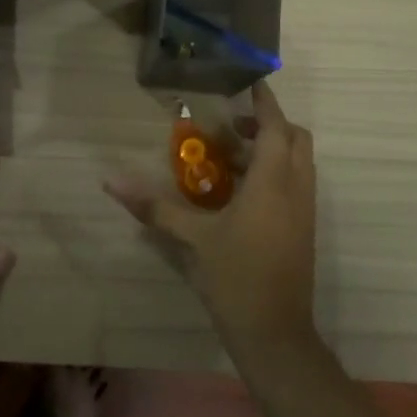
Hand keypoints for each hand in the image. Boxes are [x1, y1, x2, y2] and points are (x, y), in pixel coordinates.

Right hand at [103, 79, 317, 358]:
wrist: (275, 333)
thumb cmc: (235, 278)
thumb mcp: (191, 239)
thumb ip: (154, 207)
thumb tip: (111, 181)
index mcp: (273, 183)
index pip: (276, 127)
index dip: (265, 103)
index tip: (249, 83)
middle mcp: (296, 190)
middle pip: (295, 140)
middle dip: (270, 124)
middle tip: (233, 124)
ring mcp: (305, 211)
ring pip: (298, 163)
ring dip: (272, 149)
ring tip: (232, 155)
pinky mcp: (304, 229)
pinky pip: (295, 185)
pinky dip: (275, 173)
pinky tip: (240, 191)